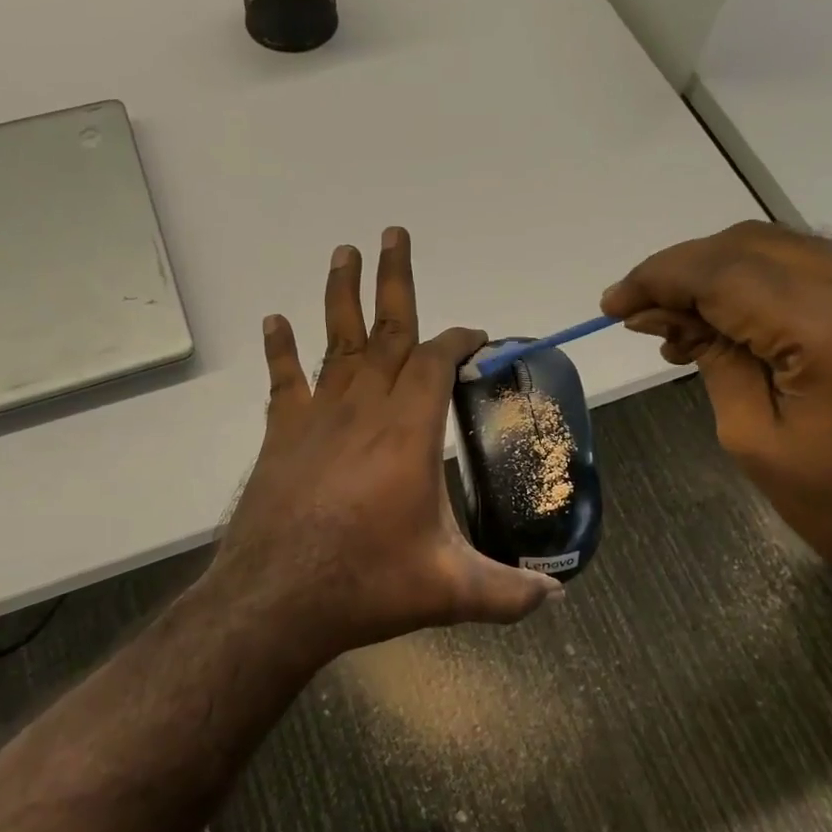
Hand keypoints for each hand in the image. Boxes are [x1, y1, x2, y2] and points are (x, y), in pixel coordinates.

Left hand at [208, 228, 562, 668]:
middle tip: (394, 232)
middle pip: (386, 330)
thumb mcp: (449, 591)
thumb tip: (557, 598)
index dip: (458, 340)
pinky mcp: (281, 436)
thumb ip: (508, 593)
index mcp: (408, 432)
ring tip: (344, 252)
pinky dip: (280, 349)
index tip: (475, 335)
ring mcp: (317, 418)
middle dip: (394, 279)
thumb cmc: (366, 585)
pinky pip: (283, 380)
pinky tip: (274, 320)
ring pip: (335, 343)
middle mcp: (364, 409)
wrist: (276, 599)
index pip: (436, 362)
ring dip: (340, 295)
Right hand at [601, 222, 831, 611]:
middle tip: (640, 311)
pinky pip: (819, 270)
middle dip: (685, 269)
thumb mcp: (755, 439)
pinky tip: (734, 320)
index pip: (726, 273)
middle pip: (754, 245)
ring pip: (786, 249)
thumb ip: (713, 358)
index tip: (613, 303)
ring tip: (679, 320)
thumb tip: (661, 314)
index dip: (659, 278)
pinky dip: (764, 284)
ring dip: (722, 274)